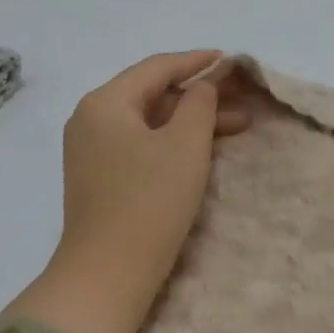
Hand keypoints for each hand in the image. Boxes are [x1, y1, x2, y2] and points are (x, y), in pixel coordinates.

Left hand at [9, 50, 248, 332]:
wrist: (107, 274)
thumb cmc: (150, 201)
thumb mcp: (185, 145)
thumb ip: (199, 105)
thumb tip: (202, 87)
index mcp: (105, 103)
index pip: (156, 68)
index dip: (196, 61)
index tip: (228, 59)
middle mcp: (91, 120)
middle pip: (152, 94)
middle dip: (200, 96)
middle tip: (241, 99)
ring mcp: (92, 151)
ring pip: (150, 122)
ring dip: (191, 121)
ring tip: (238, 127)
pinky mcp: (100, 178)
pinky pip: (141, 145)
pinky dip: (173, 143)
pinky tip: (204, 150)